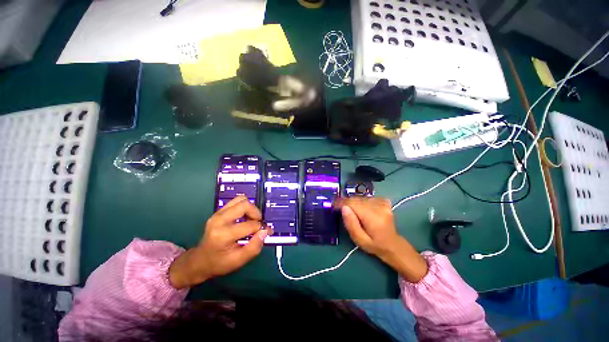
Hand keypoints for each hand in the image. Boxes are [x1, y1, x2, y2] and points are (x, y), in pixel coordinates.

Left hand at [169, 196, 271, 288]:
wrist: (200, 260)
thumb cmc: (220, 263)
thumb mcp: (239, 261)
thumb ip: (255, 247)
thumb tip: (265, 231)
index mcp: (224, 234)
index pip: (250, 225)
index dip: (262, 228)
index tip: (267, 232)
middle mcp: (220, 220)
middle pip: (245, 205)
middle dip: (256, 213)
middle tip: (258, 223)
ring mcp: (218, 213)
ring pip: (241, 199)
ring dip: (250, 208)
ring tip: (251, 220)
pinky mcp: (219, 211)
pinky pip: (236, 202)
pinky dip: (244, 208)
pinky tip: (244, 218)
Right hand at [334, 197, 427, 282]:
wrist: (392, 244)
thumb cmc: (374, 245)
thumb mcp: (359, 240)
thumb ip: (351, 224)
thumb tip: (344, 208)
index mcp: (374, 218)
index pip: (353, 204)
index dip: (341, 203)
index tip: (333, 205)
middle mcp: (379, 207)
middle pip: (356, 199)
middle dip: (346, 202)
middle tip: (338, 207)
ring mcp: (383, 203)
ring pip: (361, 197)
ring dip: (353, 202)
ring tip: (349, 209)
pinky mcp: (384, 201)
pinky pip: (367, 197)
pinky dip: (361, 201)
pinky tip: (361, 208)